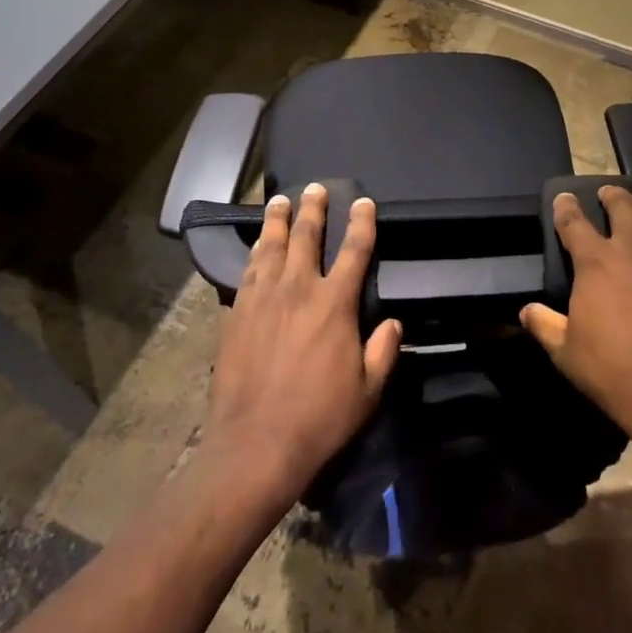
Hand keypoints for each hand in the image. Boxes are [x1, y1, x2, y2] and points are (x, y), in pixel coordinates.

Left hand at [203, 184, 401, 499]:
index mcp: (335, 304)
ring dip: (278, 221)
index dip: (361, 223)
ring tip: (280, 201)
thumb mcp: (368, 390)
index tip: (363, 201)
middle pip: (307, 237)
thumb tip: (394, 323)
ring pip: (272, 247)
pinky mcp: (237, 313)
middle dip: (313, 208)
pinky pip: (248, 271)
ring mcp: (263, 298)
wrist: (255, 444)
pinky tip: (258, 245)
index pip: (354, 251)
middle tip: (315, 188)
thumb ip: (383, 351)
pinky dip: (256, 251)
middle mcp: (299, 289)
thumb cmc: (319, 418)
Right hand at [520, 187, 631, 448]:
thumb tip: (527, 312)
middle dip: (614, 195)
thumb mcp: (564, 350)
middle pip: (625, 205)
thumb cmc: (610, 369)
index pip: (574, 221)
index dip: (566, 207)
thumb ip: (544, 324)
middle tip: (608, 197)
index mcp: (596, 262)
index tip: (564, 199)